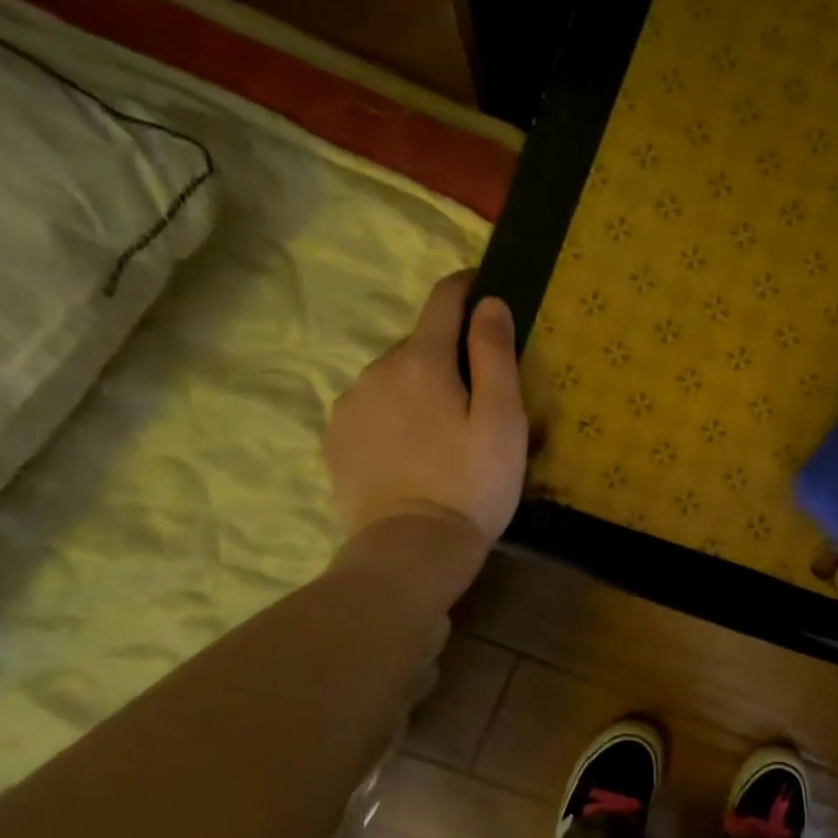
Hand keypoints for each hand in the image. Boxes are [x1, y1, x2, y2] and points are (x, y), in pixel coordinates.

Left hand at [324, 271, 526, 549]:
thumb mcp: (502, 419)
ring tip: (443, 430)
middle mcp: (376, 370)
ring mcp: (349, 405)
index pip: (443, 300)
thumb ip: (496, 355)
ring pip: (393, 378)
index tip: (485, 288)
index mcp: (422, 360)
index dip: (467, 287)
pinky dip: (393, 414)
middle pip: (420, 344)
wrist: (411, 549)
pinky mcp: (335, 440)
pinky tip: (411, 450)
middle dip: (449, 355)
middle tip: (478, 394)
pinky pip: (371, 408)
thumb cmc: (471, 484)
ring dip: (419, 387)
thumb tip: (489, 303)